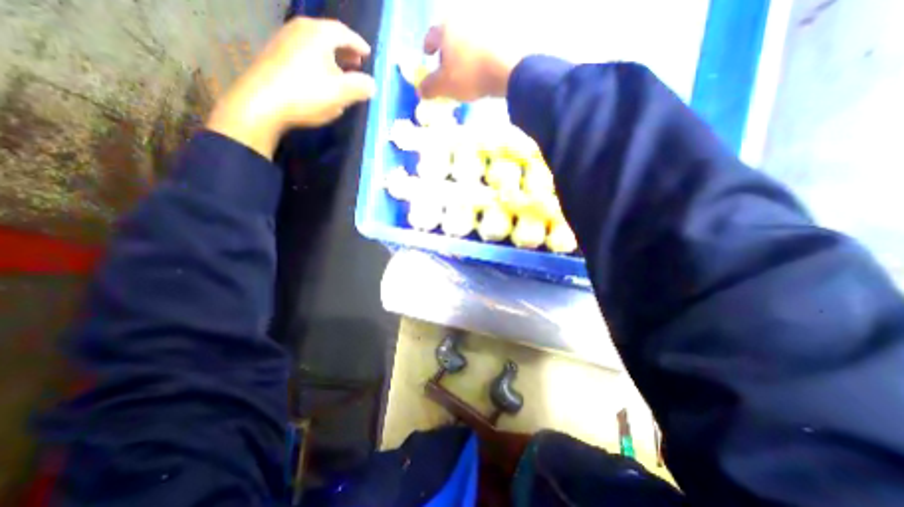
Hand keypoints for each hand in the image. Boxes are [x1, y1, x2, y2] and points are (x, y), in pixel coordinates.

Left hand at [207, 17, 376, 157]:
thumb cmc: (307, 94)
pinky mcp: (275, 56)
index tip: (368, 54)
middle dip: (345, 50)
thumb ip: (361, 87)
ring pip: (315, 45)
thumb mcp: (342, 93)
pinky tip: (321, 79)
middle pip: (328, 36)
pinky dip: (318, 62)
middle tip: (357, 63)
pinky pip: (304, 53)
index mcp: (318, 34)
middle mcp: (299, 30)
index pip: (344, 33)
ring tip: (341, 72)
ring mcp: (284, 41)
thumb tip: (372, 84)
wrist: (263, 103)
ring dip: (332, 57)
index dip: (359, 44)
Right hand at [419, 7, 527, 100]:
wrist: (507, 70)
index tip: (427, 56)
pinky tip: (480, 70)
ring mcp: (484, 27)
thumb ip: (429, 88)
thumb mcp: (444, 86)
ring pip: (467, 41)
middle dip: (446, 51)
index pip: (431, 35)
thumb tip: (419, 91)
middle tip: (446, 67)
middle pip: (450, 36)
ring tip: (464, 72)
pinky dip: (478, 56)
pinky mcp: (499, 36)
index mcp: (447, 28)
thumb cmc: (469, 75)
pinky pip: (482, 46)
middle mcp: (464, 21)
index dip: (427, 47)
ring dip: (463, 54)